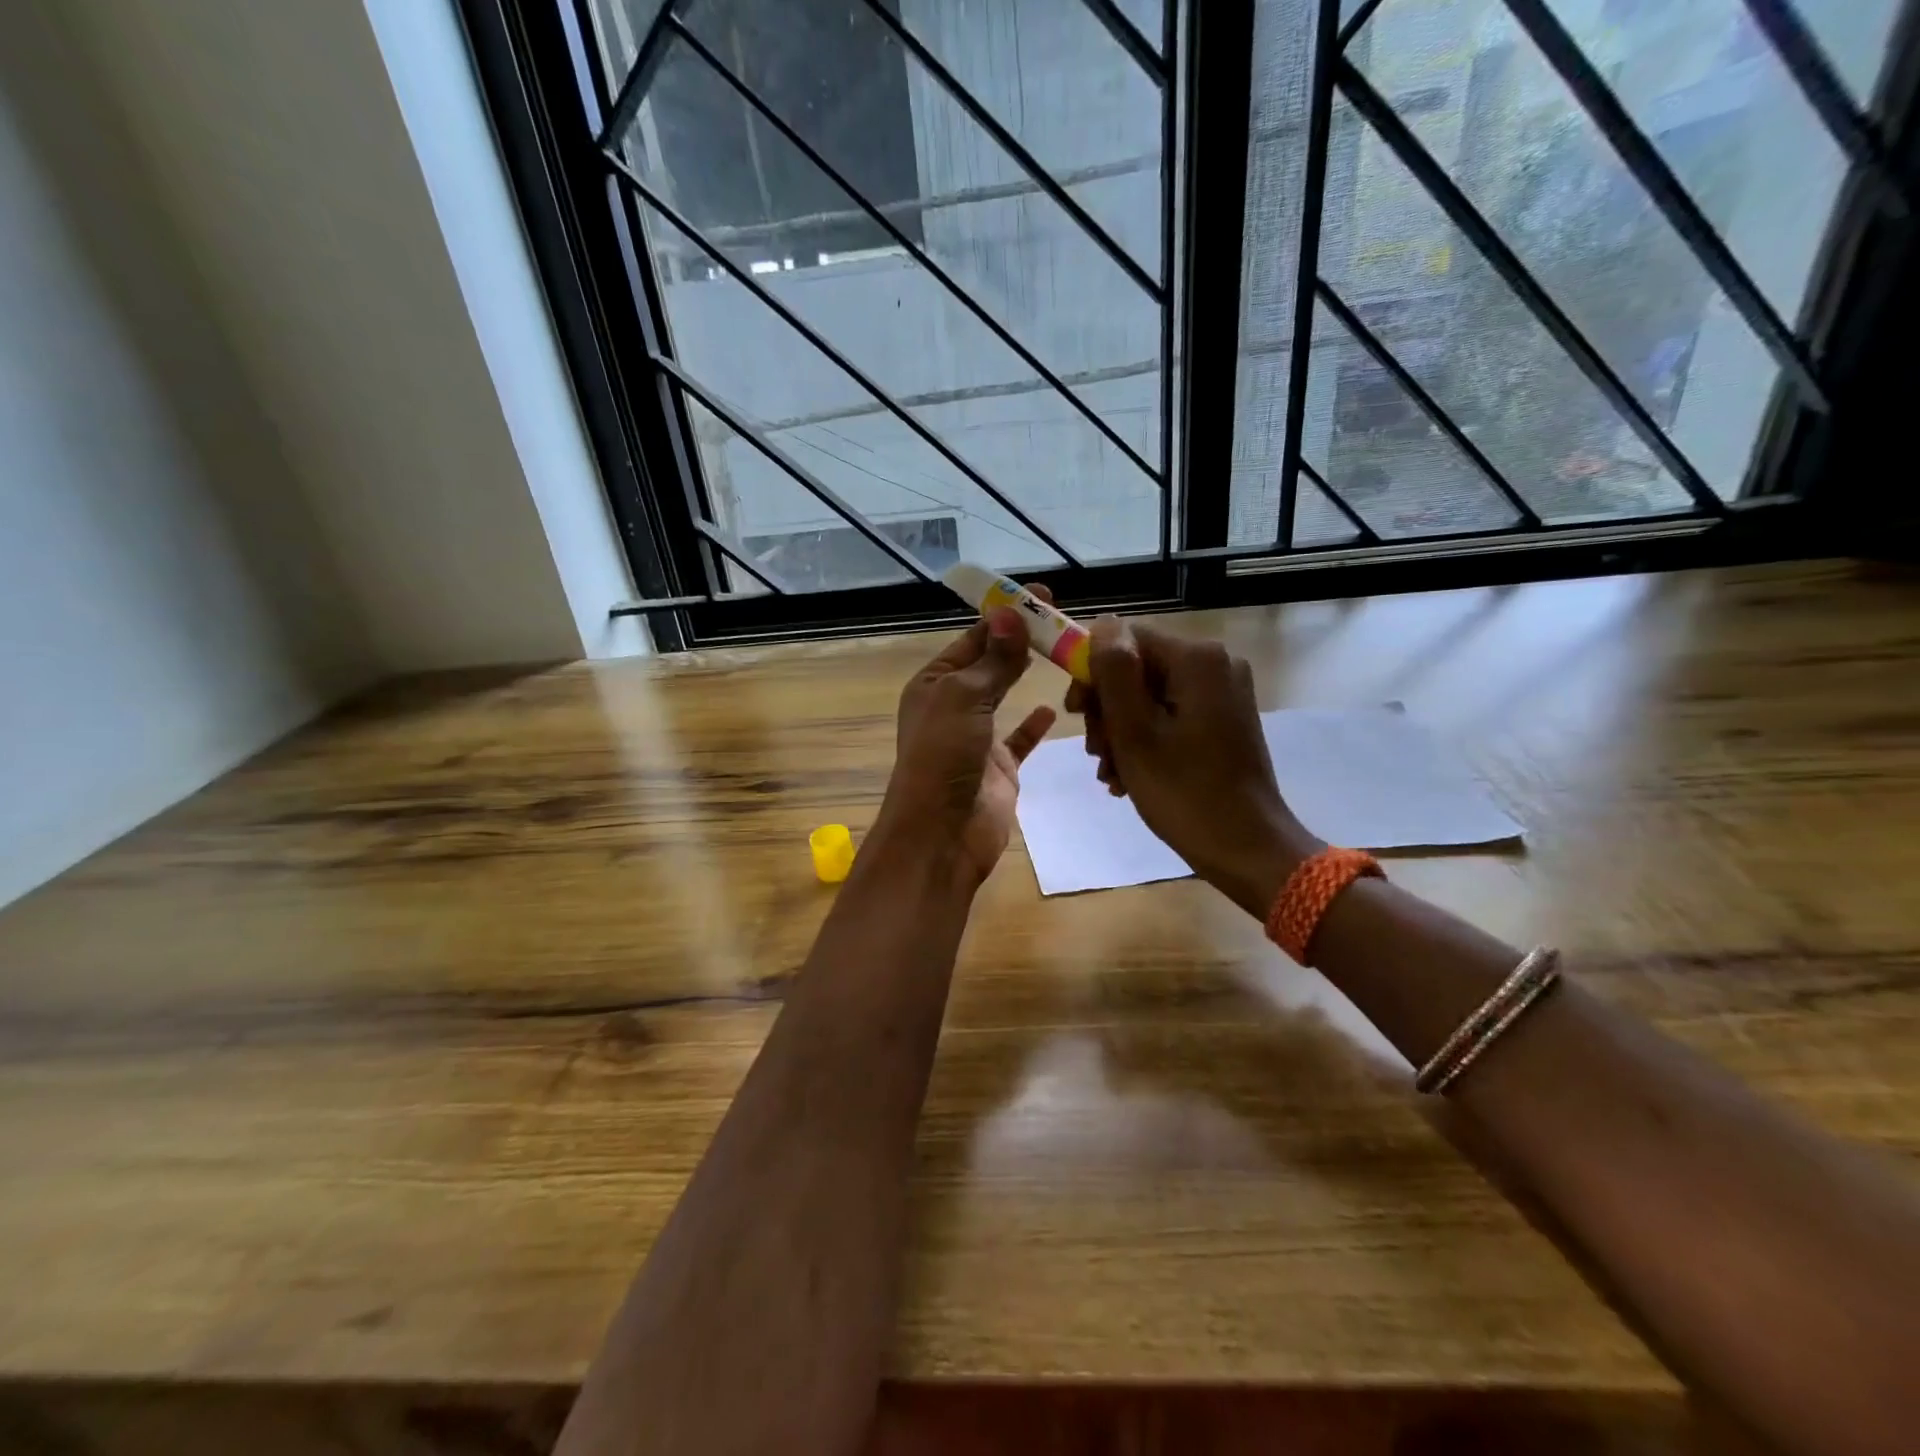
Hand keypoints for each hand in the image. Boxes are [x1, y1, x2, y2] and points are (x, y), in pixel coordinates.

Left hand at [878, 603, 1055, 886]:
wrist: (943, 833)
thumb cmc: (944, 756)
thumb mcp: (965, 698)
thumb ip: (993, 660)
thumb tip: (1011, 614)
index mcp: (934, 683)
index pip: (973, 639)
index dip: (1005, 616)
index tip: (1043, 596)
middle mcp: (953, 706)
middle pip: (991, 664)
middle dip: (1021, 641)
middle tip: (1062, 620)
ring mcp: (977, 737)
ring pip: (1007, 697)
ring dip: (1028, 676)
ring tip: (1065, 653)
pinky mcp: (1000, 766)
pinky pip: (1021, 738)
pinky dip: (1036, 723)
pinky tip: (1055, 707)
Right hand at [1065, 619, 1320, 916]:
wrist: (1246, 848)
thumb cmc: (1184, 792)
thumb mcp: (1134, 732)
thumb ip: (1114, 673)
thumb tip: (1102, 624)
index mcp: (1197, 659)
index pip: (1126, 639)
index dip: (1093, 671)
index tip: (1076, 714)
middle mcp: (1216, 664)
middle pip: (1138, 668)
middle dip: (1108, 710)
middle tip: (1097, 754)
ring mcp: (1224, 692)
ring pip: (1150, 695)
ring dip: (1121, 731)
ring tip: (1111, 774)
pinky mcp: (1225, 718)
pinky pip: (1171, 714)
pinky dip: (1146, 740)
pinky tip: (1130, 776)